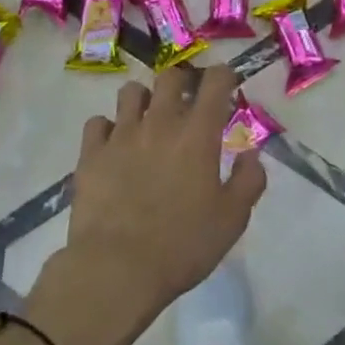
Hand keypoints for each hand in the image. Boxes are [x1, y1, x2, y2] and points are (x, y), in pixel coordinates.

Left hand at [25, 66, 266, 344]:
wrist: (116, 269)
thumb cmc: (182, 245)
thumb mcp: (232, 220)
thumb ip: (249, 181)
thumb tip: (252, 154)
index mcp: (197, 134)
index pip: (214, 81)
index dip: (223, 75)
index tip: (227, 84)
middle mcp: (160, 122)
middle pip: (170, 76)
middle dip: (182, 82)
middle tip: (187, 101)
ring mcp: (122, 134)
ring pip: (131, 91)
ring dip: (144, 99)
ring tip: (148, 119)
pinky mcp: (92, 152)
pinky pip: (98, 123)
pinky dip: (107, 128)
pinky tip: (113, 145)